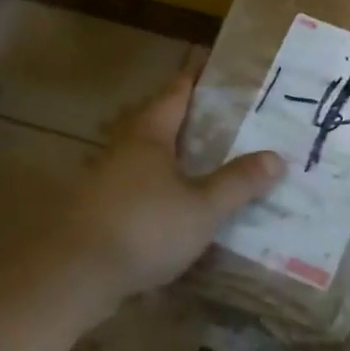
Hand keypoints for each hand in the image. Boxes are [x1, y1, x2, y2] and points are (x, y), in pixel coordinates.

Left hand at [0, 66, 281, 339]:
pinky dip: (163, 193)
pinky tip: (183, 211)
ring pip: (149, 161)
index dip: (199, 81)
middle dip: (192, 122)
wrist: (73, 278)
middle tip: (230, 123)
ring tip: (212, 166)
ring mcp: (106, 183)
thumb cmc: (144, 229)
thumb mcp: (204, 207)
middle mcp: (124, 151)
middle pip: (160, 125)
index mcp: (149, 136)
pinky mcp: (99, 214)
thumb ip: (239, 182)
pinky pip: (140, 192)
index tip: (222, 72)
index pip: (177, 94)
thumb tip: (277, 157)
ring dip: (176, 160)